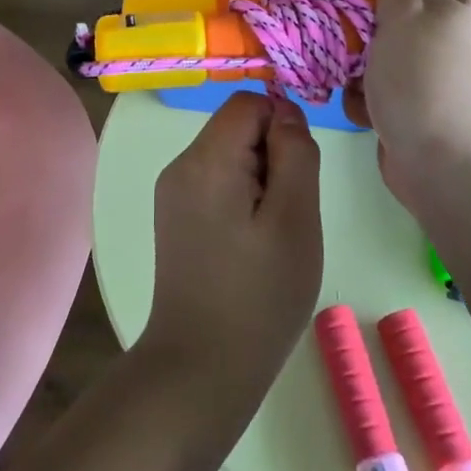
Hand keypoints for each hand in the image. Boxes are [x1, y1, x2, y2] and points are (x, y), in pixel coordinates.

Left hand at [142, 92, 322, 402]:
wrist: (201, 367)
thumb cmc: (259, 294)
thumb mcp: (296, 218)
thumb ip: (296, 154)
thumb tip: (286, 113)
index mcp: (205, 159)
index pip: (249, 103)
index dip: (282, 126)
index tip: (298, 176)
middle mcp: (180, 167)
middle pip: (236, 128)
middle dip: (272, 157)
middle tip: (287, 214)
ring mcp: (172, 195)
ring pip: (229, 157)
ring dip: (260, 181)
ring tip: (270, 235)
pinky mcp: (175, 220)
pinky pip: (216, 184)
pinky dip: (242, 200)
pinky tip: (250, 245)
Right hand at [345, 0, 470, 208]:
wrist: (454, 170)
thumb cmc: (429, 78)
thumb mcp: (408, 9)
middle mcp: (470, 29)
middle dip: (379, 8)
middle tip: (352, 18)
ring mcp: (451, 70)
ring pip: (400, 43)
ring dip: (369, 54)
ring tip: (351, 69)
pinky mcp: (432, 104)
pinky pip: (398, 81)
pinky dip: (377, 91)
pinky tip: (365, 107)